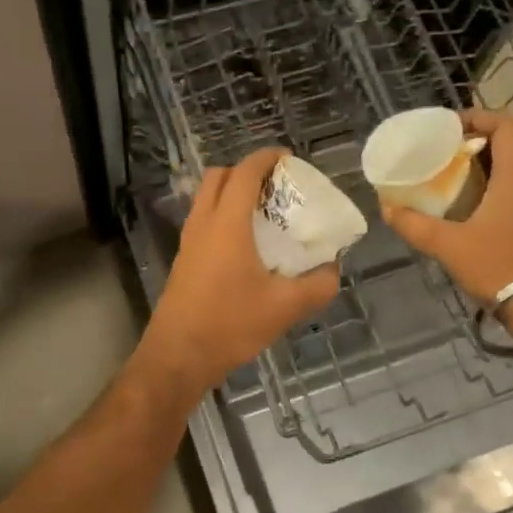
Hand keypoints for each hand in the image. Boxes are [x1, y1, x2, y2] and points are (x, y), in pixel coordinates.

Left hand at [138, 148, 340, 398]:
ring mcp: (189, 241)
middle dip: (247, 171)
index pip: (245, 172)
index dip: (267, 158)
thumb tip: (334, 271)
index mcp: (228, 223)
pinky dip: (223, 216)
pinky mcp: (184, 260)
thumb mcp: (285, 307)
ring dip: (232, 193)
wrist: (178, 355)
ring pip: (207, 198)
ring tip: (264, 213)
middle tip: (276, 186)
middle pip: (219, 176)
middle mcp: (204, 223)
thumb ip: (318, 286)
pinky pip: (204, 221)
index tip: (289, 158)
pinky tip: (246, 245)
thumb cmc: (230, 324)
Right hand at [380, 109, 512, 304]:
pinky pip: (510, 199)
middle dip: (471, 146)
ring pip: (509, 175)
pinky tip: (463, 218)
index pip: (509, 125)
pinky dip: (487, 196)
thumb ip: (415, 225)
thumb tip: (387, 209)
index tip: (450, 129)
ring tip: (445, 186)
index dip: (481, 116)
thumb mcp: (449, 246)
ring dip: (479, 173)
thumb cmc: (500, 266)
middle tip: (438, 158)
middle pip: (507, 148)